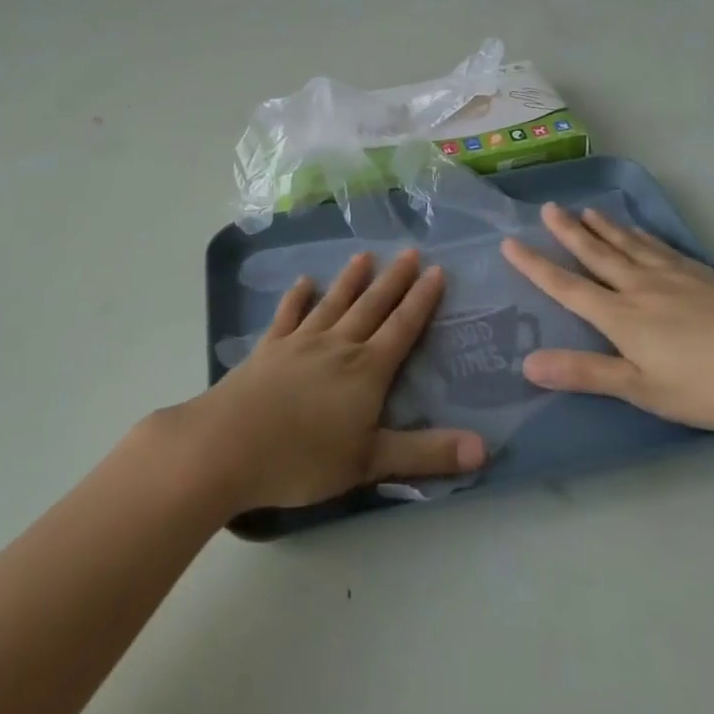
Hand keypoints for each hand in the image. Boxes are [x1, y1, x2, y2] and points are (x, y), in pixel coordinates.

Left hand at [164, 249, 485, 512]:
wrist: (229, 445)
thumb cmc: (303, 458)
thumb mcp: (370, 462)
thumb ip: (426, 453)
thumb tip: (484, 449)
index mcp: (366, 370)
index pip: (403, 327)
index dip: (422, 300)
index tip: (436, 270)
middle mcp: (338, 345)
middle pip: (372, 305)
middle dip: (394, 279)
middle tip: (410, 251)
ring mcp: (300, 342)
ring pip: (333, 302)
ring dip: (350, 279)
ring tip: (364, 256)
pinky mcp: (269, 348)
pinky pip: (288, 315)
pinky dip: (297, 297)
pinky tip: (302, 282)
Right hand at [501, 203, 713, 433]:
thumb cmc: (713, 386)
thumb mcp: (645, 390)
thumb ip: (587, 374)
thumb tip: (527, 362)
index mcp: (622, 316)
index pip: (567, 286)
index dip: (535, 266)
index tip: (509, 242)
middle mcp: (641, 287)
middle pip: (597, 254)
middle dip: (568, 232)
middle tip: (548, 207)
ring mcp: (676, 278)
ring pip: (629, 245)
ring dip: (603, 227)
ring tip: (586, 209)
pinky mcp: (706, 277)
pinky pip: (661, 248)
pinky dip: (643, 236)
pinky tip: (643, 234)